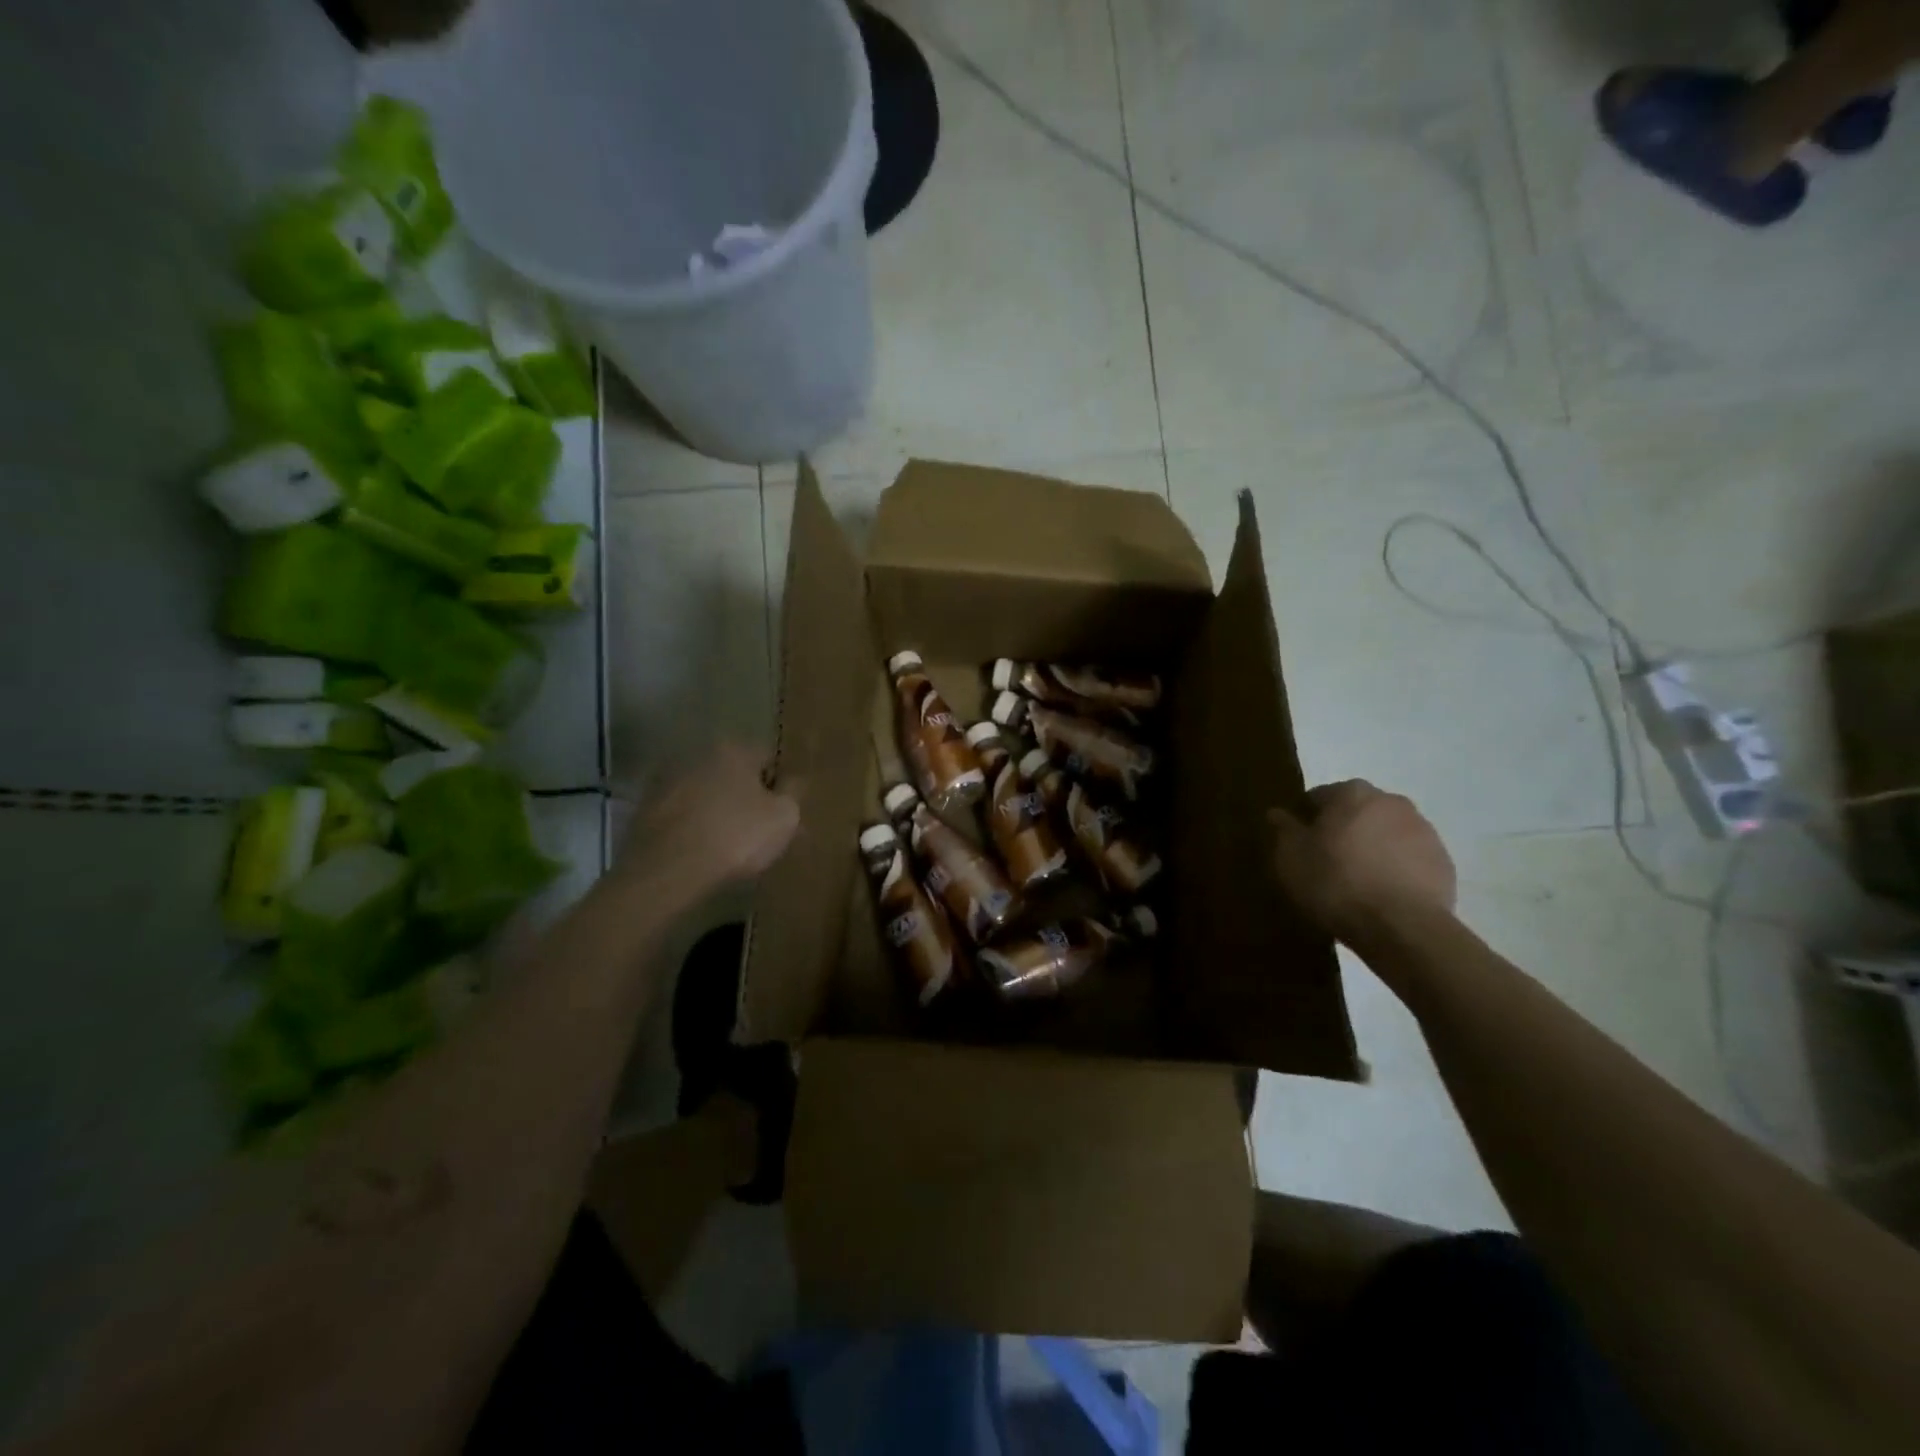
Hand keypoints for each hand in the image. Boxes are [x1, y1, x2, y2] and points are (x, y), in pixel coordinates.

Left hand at [619, 745, 800, 898]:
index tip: (783, 814)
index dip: (780, 787)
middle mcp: (697, 755)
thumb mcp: (784, 817)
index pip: (768, 759)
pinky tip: (703, 852)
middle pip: (734, 775)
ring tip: (730, 846)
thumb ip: (794, 792)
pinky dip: (695, 827)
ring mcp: (667, 781)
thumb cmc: (736, 837)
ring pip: (707, 795)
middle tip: (759, 831)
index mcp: (733, 749)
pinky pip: (684, 815)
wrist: (668, 870)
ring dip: (719, 811)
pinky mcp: (645, 810)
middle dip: (747, 798)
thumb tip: (793, 781)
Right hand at [1269, 780, 1455, 944]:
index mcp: (1352, 793)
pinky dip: (1395, 869)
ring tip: (1356, 883)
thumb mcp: (1291, 857)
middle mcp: (1391, 801)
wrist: (1402, 927)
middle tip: (1326, 863)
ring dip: (1371, 848)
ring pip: (1385, 834)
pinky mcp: (1443, 862)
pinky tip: (1382, 895)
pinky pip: (1409, 859)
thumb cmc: (1335, 882)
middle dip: (1342, 830)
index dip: (1305, 820)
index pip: (1318, 797)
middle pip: (1356, 812)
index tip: (1298, 845)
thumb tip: (1278, 813)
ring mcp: (1424, 831)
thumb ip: (1283, 829)